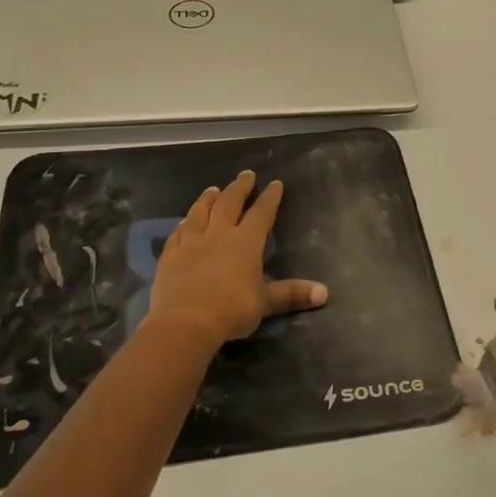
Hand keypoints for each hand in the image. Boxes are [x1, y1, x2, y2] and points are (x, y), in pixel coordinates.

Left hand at [146, 171, 328, 348]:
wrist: (185, 321)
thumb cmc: (231, 310)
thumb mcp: (265, 303)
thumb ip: (292, 294)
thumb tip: (324, 292)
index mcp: (246, 242)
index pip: (261, 213)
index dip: (270, 197)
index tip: (275, 183)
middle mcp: (219, 234)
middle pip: (230, 203)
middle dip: (240, 187)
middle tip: (246, 174)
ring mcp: (192, 242)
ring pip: (201, 212)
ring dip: (208, 199)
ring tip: (213, 189)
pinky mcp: (171, 254)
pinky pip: (178, 232)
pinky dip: (183, 224)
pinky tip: (184, 222)